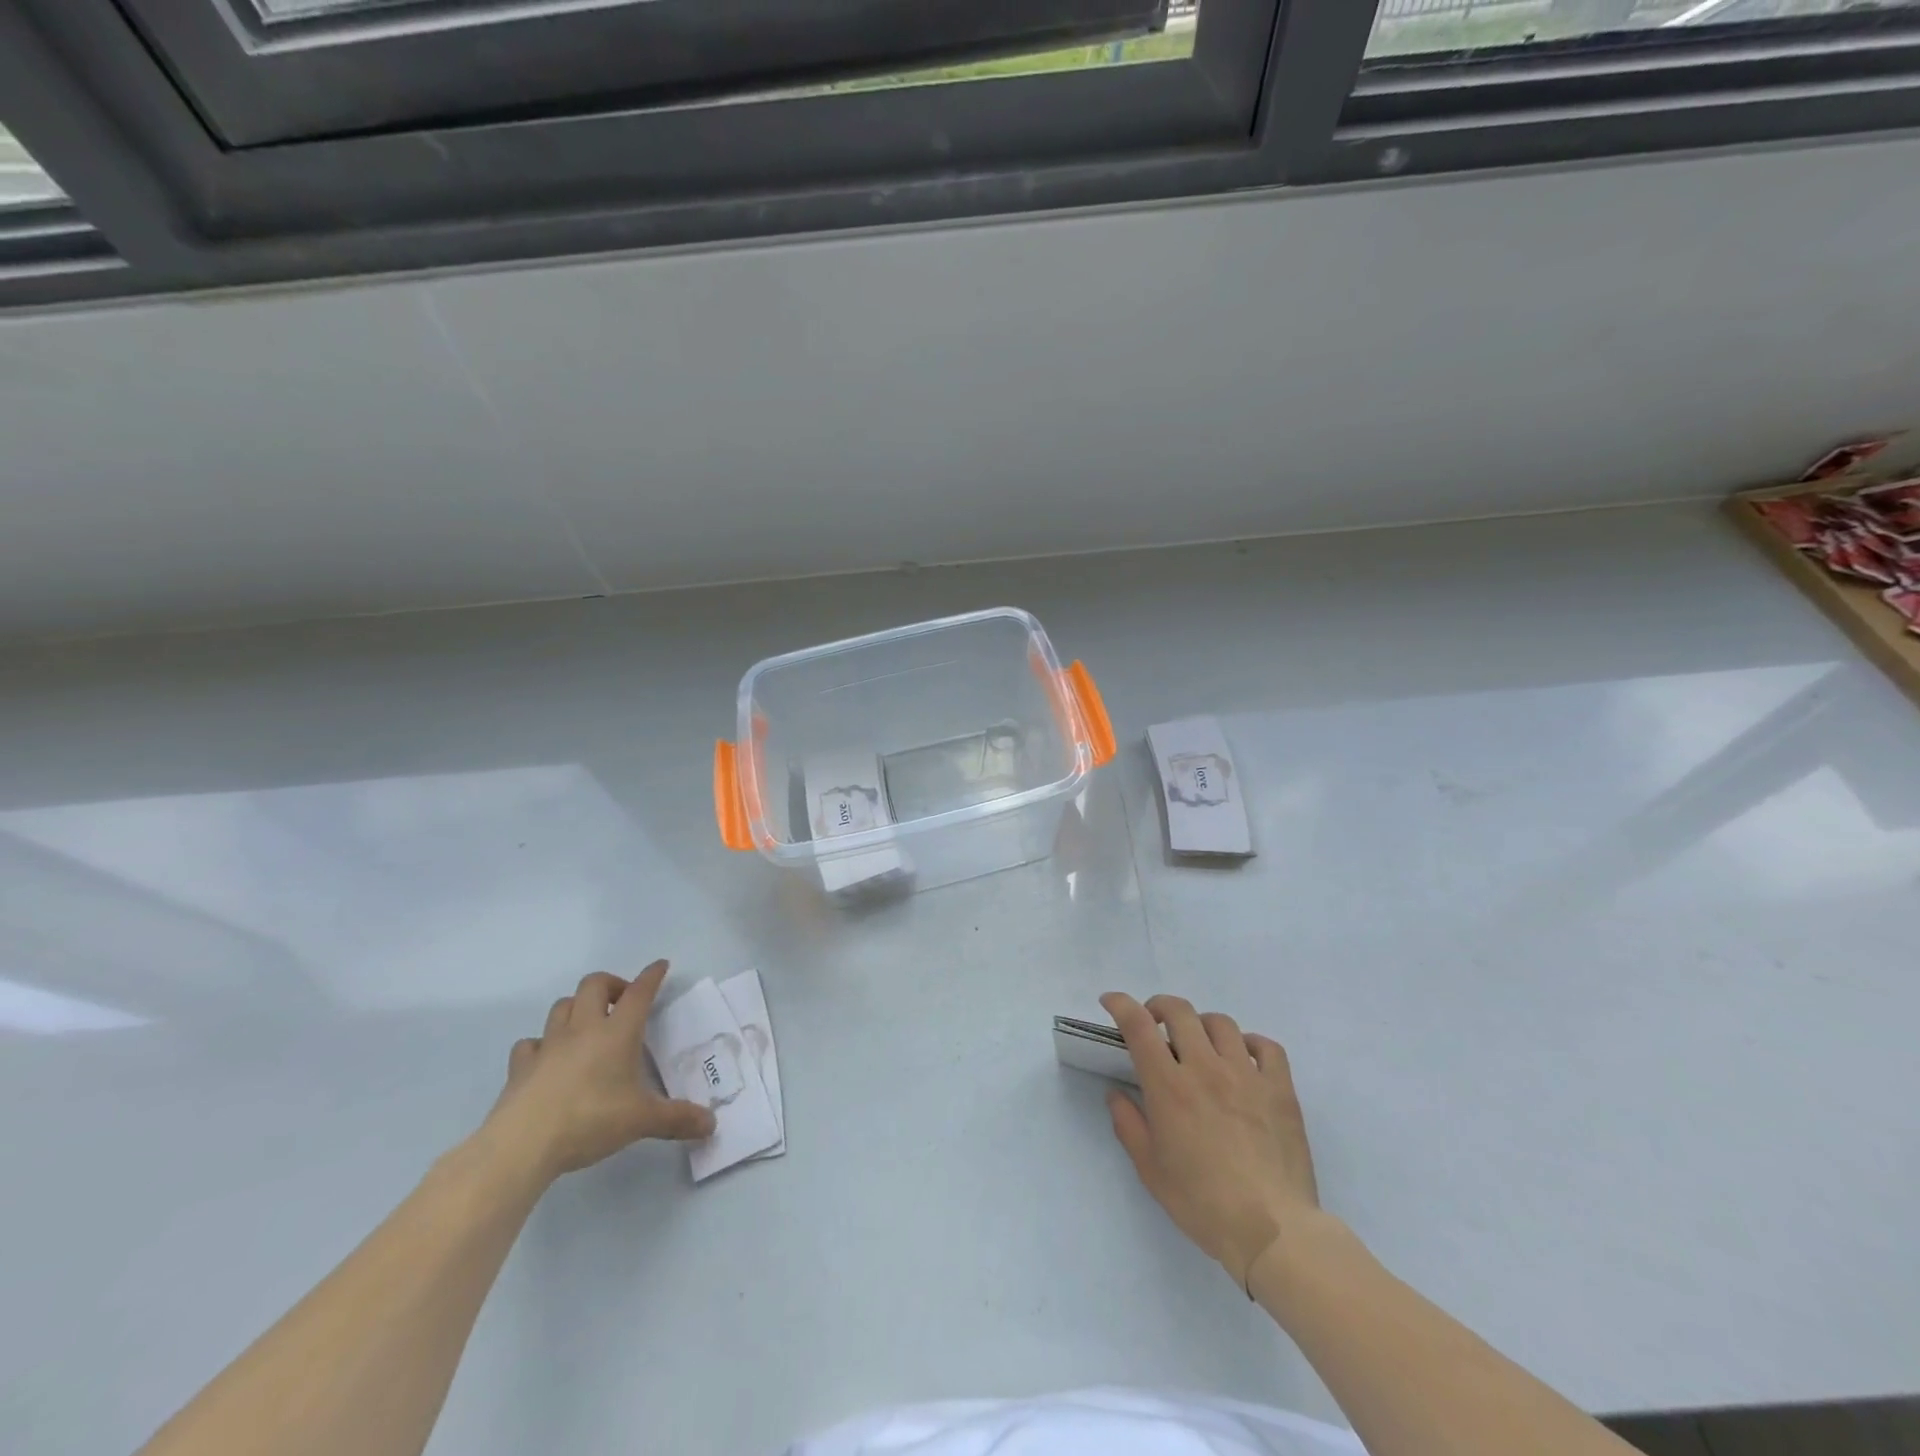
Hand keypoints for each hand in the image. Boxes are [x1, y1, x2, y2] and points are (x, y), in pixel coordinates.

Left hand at [484, 961, 715, 1182]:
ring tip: (588, 1024)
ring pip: (562, 1006)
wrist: (522, 1145)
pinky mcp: (520, 1067)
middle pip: (594, 984)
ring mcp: (548, 1046)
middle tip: (622, 1002)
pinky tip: (548, 1059)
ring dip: (577, 1007)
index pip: (639, 992)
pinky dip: (542, 1044)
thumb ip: (678, 1119)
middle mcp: (583, 1029)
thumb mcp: (642, 1120)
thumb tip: (712, 1124)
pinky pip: (530, 1043)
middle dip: (611, 984)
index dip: (651, 976)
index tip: (660, 966)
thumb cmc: (590, 1120)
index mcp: (617, 1033)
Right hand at [1101, 991, 1319, 1287]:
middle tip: (1154, 1024)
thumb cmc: (1202, 1204)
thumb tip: (1117, 1094)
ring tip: (1199, 1044)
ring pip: (1221, 1023)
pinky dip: (1250, 1043)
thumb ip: (1128, 1125)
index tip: (1110, 1001)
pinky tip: (1243, 1058)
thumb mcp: (1150, 1170)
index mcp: (1169, 1086)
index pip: (1138, 1026)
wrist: (1272, 1232)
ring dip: (1201, 1025)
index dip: (1121, 1004)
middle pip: (1180, 1011)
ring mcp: (1246, 1075)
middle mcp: (1205, 1068)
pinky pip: (1266, 1047)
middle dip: (1159, 1007)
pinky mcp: (1280, 1089)